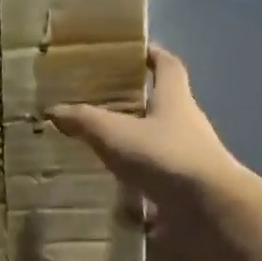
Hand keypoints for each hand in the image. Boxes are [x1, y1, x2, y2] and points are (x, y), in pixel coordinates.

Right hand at [49, 45, 246, 260]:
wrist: (208, 209)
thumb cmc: (165, 157)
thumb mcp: (116, 134)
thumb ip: (85, 121)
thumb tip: (53, 109)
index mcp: (175, 100)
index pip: (167, 67)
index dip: (153, 56)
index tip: (137, 51)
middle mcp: (186, 126)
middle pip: (162, 108)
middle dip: (136, 106)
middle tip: (102, 107)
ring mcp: (188, 162)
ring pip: (157, 148)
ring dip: (134, 150)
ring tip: (99, 155)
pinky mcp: (184, 193)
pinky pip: (155, 185)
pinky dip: (135, 190)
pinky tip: (110, 198)